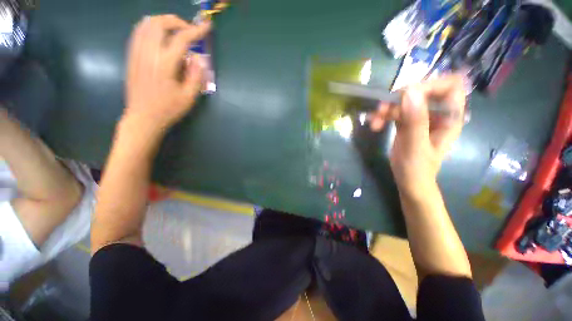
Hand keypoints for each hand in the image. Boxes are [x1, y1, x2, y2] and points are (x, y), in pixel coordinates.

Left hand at [124, 15, 210, 130]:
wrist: (143, 117)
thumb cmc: (168, 109)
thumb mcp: (189, 97)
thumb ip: (196, 76)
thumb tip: (199, 58)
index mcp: (164, 64)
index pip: (181, 39)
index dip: (196, 31)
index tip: (206, 26)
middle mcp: (148, 53)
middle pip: (159, 23)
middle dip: (176, 21)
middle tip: (188, 30)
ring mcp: (136, 53)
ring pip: (146, 24)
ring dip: (163, 22)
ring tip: (174, 31)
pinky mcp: (131, 56)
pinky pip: (138, 32)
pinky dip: (150, 28)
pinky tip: (159, 36)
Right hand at [369, 74, 465, 198]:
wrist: (409, 182)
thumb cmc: (417, 169)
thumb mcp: (416, 146)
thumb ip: (415, 121)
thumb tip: (409, 92)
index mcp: (450, 117)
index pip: (449, 86)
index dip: (430, 85)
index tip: (406, 95)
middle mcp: (437, 113)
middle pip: (422, 91)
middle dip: (400, 98)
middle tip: (381, 109)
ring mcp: (421, 117)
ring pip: (405, 101)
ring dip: (387, 109)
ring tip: (373, 121)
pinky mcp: (407, 122)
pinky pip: (395, 111)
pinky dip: (383, 116)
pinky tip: (374, 124)